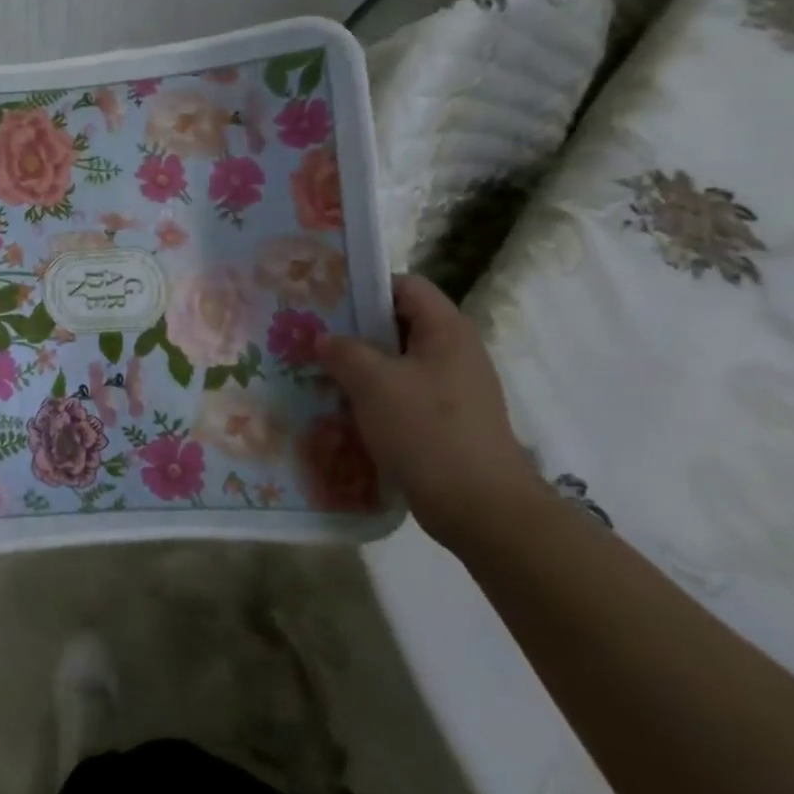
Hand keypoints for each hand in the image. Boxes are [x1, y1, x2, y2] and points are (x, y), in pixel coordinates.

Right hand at [317, 273, 540, 552]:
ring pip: (398, 362)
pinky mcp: (447, 421)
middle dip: (355, 329)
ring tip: (320, 372)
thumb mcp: (373, 382)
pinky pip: (404, 394)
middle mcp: (455, 351)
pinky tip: (345, 409)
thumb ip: (343, 351)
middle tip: (313, 336)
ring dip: (361, 366)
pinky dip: (375, 396)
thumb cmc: (427, 430)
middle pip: (399, 323)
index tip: (326, 300)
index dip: (365, 287)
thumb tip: (324, 338)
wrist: (480, 507)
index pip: (405, 285)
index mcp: (446, 330)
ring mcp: (454, 389)